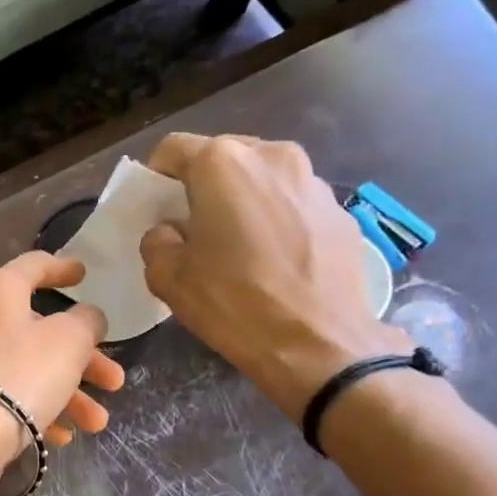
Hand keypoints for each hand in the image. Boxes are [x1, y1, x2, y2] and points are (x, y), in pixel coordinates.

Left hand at [0, 252, 124, 467]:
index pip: (33, 266)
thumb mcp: (69, 341)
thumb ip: (85, 322)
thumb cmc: (19, 374)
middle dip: (81, 358)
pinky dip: (32, 408)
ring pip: (22, 367)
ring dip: (66, 392)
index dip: (62, 268)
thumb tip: (84, 318)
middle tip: (113, 380)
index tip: (83, 274)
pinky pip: (1, 394)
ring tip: (96, 423)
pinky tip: (60, 436)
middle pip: (35, 330)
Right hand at [139, 134, 407, 419]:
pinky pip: (294, 203)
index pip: (173, 149)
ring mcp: (314, 180)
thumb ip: (157, 242)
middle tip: (195, 228)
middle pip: (222, 158)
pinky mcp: (341, 210)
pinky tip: (276, 261)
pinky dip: (278, 219)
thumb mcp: (169, 278)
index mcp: (222, 164)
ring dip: (243, 200)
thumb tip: (170, 232)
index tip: (155, 208)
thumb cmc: (234, 304)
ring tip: (239, 245)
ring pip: (262, 178)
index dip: (156, 177)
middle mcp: (272, 156)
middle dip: (203, 186)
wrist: (320, 346)